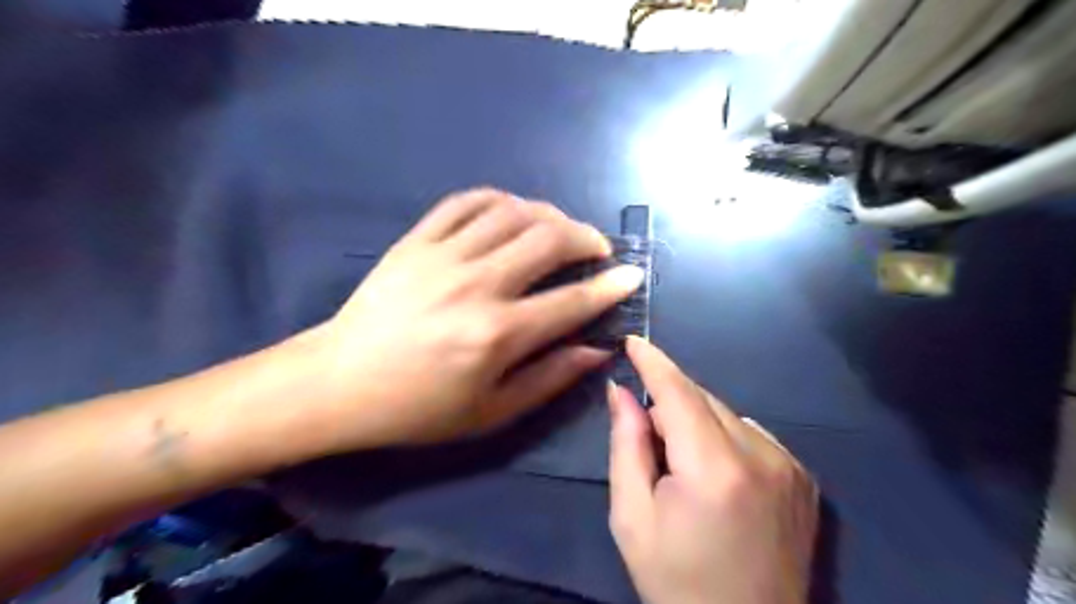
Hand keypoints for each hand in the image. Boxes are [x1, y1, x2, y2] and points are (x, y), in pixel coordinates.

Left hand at [312, 186, 645, 448]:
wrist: (340, 382)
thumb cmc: (418, 408)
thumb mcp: (491, 412)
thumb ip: (550, 377)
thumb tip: (597, 348)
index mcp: (497, 335)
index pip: (572, 300)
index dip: (610, 287)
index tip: (632, 275)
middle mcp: (477, 286)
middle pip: (549, 240)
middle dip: (587, 238)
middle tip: (597, 248)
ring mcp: (443, 256)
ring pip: (513, 212)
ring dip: (549, 215)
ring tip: (560, 229)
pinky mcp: (416, 240)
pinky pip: (466, 201)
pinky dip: (499, 199)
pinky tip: (512, 213)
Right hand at [603, 338, 815, 603]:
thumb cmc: (675, 579)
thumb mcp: (632, 516)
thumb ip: (626, 445)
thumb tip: (621, 391)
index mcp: (714, 469)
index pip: (679, 393)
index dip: (654, 362)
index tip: (632, 340)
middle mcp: (761, 456)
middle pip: (703, 399)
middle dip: (669, 403)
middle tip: (648, 437)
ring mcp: (789, 464)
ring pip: (726, 413)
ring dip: (696, 421)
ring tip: (683, 467)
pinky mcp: (803, 475)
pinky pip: (751, 432)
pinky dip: (724, 437)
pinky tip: (716, 474)